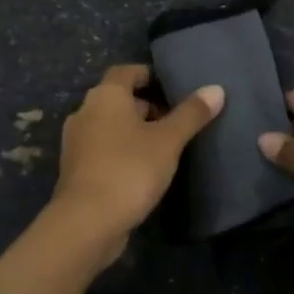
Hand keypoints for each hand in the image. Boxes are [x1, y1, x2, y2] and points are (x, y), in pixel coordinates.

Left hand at [51, 64, 223, 252]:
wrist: (87, 222)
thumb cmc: (130, 169)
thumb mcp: (168, 141)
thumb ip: (191, 114)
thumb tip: (216, 89)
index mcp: (104, 96)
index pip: (126, 71)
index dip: (149, 75)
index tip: (173, 88)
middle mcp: (84, 112)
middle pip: (118, 99)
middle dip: (146, 106)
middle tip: (176, 121)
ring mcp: (76, 142)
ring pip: (110, 126)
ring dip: (134, 131)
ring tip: (165, 147)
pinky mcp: (76, 169)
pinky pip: (103, 149)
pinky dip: (122, 151)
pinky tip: (143, 169)